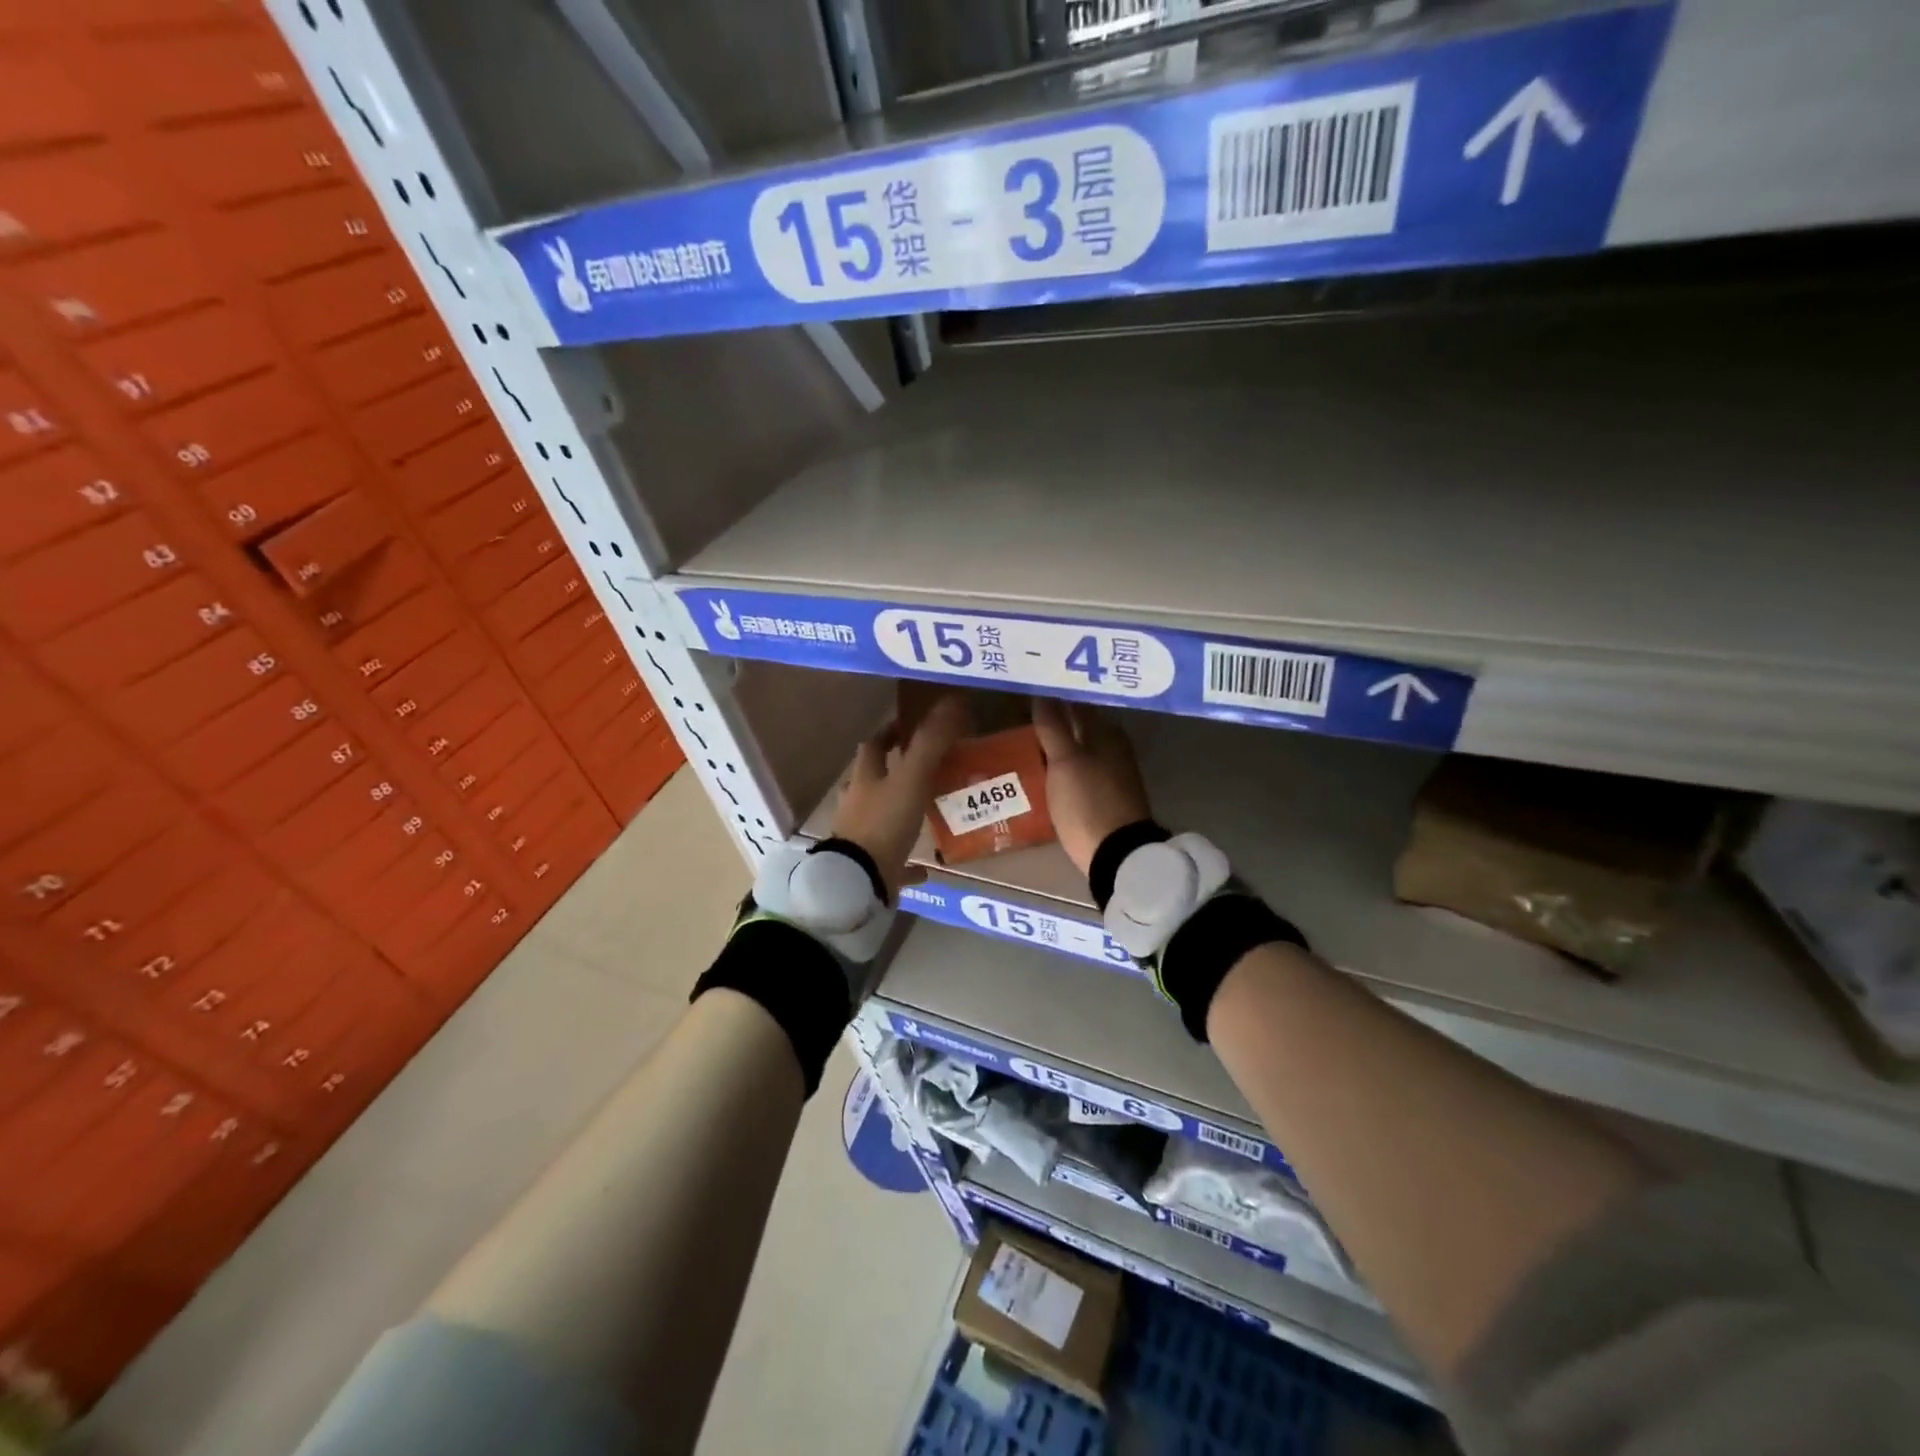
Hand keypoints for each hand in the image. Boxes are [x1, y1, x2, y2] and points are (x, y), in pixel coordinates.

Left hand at [831, 694, 968, 897]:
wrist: (860, 880)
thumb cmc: (884, 823)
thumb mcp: (912, 779)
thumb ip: (930, 743)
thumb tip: (951, 703)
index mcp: (865, 779)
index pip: (873, 746)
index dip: (889, 733)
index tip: (908, 726)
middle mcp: (858, 804)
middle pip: (872, 780)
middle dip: (890, 771)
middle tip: (920, 767)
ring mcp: (861, 837)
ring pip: (879, 817)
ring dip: (897, 811)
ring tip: (925, 811)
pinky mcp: (870, 867)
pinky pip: (890, 861)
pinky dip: (907, 862)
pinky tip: (925, 868)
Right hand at [1032, 698, 1152, 875]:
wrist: (1117, 854)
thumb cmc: (1088, 801)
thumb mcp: (1064, 762)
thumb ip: (1053, 727)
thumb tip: (1042, 692)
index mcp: (1106, 731)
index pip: (1077, 703)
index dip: (1054, 696)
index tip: (1029, 691)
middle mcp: (1113, 746)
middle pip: (1080, 725)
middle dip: (1055, 718)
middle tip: (1020, 714)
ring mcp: (1113, 772)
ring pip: (1080, 747)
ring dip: (1058, 743)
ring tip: (1027, 741)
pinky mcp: (1108, 796)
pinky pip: (1081, 769)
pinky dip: (1064, 764)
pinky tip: (1046, 769)